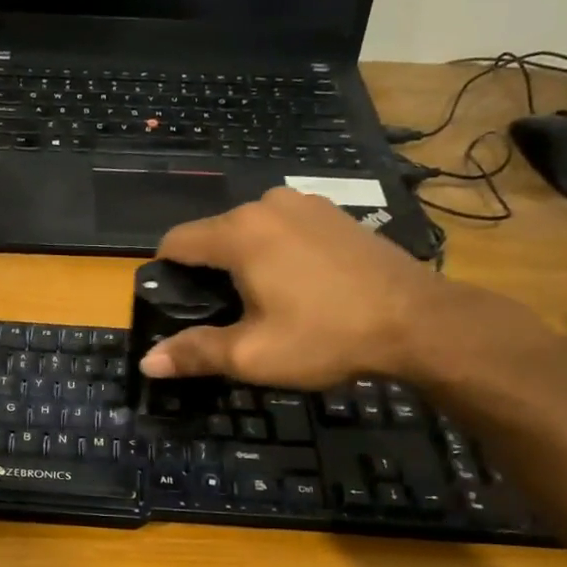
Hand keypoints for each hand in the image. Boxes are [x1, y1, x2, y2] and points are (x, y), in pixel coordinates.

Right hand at [138, 187, 463, 389]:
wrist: (419, 321)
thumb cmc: (326, 336)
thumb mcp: (252, 355)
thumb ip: (195, 353)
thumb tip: (147, 363)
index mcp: (239, 232)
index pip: (175, 242)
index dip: (164, 277)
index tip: (175, 309)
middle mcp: (267, 204)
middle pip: (212, 237)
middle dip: (207, 274)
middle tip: (223, 319)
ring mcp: (305, 204)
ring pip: (249, 233)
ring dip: (242, 264)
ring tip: (262, 305)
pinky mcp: (334, 214)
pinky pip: (283, 231)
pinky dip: (275, 254)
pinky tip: (297, 288)